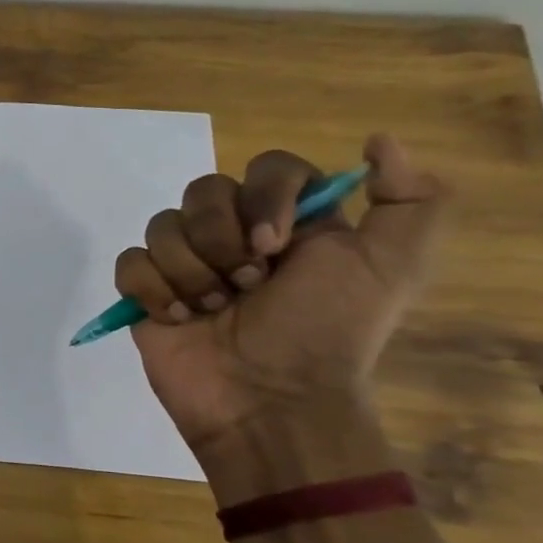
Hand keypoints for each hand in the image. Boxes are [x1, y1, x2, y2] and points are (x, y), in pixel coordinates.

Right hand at [114, 133, 447, 474]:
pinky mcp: (145, 293)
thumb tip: (380, 141)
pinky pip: (130, 262)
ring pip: (162, 225)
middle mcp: (235, 236)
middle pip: (203, 191)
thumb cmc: (325, 332)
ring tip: (212, 310)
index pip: (267, 167)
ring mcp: (185, 264)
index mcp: (290, 223)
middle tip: (246, 285)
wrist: (269, 401)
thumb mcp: (394, 268)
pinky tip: (177, 318)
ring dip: (191, 272)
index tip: (275, 243)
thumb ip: (412, 201)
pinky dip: (152, 289)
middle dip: (221, 240)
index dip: (264, 196)